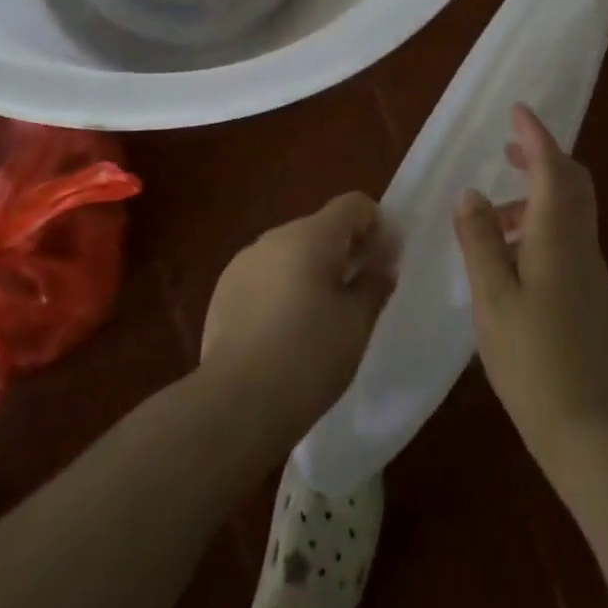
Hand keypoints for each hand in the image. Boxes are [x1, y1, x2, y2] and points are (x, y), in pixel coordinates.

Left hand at [201, 193, 396, 446]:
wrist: (235, 403)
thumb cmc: (309, 358)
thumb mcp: (357, 323)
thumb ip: (375, 281)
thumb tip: (384, 256)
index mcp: (312, 235)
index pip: (353, 204)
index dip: (375, 224)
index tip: (384, 261)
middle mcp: (275, 236)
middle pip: (320, 227)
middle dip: (343, 250)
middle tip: (356, 295)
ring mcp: (244, 260)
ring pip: (290, 251)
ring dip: (309, 269)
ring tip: (317, 318)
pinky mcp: (223, 289)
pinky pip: (264, 274)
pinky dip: (280, 288)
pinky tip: (281, 332)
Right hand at [455, 105, 607, 469]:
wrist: (589, 427)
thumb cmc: (532, 359)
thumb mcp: (491, 297)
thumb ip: (479, 240)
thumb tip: (471, 193)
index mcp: (557, 237)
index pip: (551, 168)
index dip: (535, 136)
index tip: (518, 111)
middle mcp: (581, 244)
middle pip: (573, 182)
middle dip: (544, 157)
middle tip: (509, 150)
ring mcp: (591, 270)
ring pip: (571, 210)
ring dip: (538, 194)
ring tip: (494, 214)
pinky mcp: (590, 293)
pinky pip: (569, 236)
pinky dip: (543, 223)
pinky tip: (512, 254)